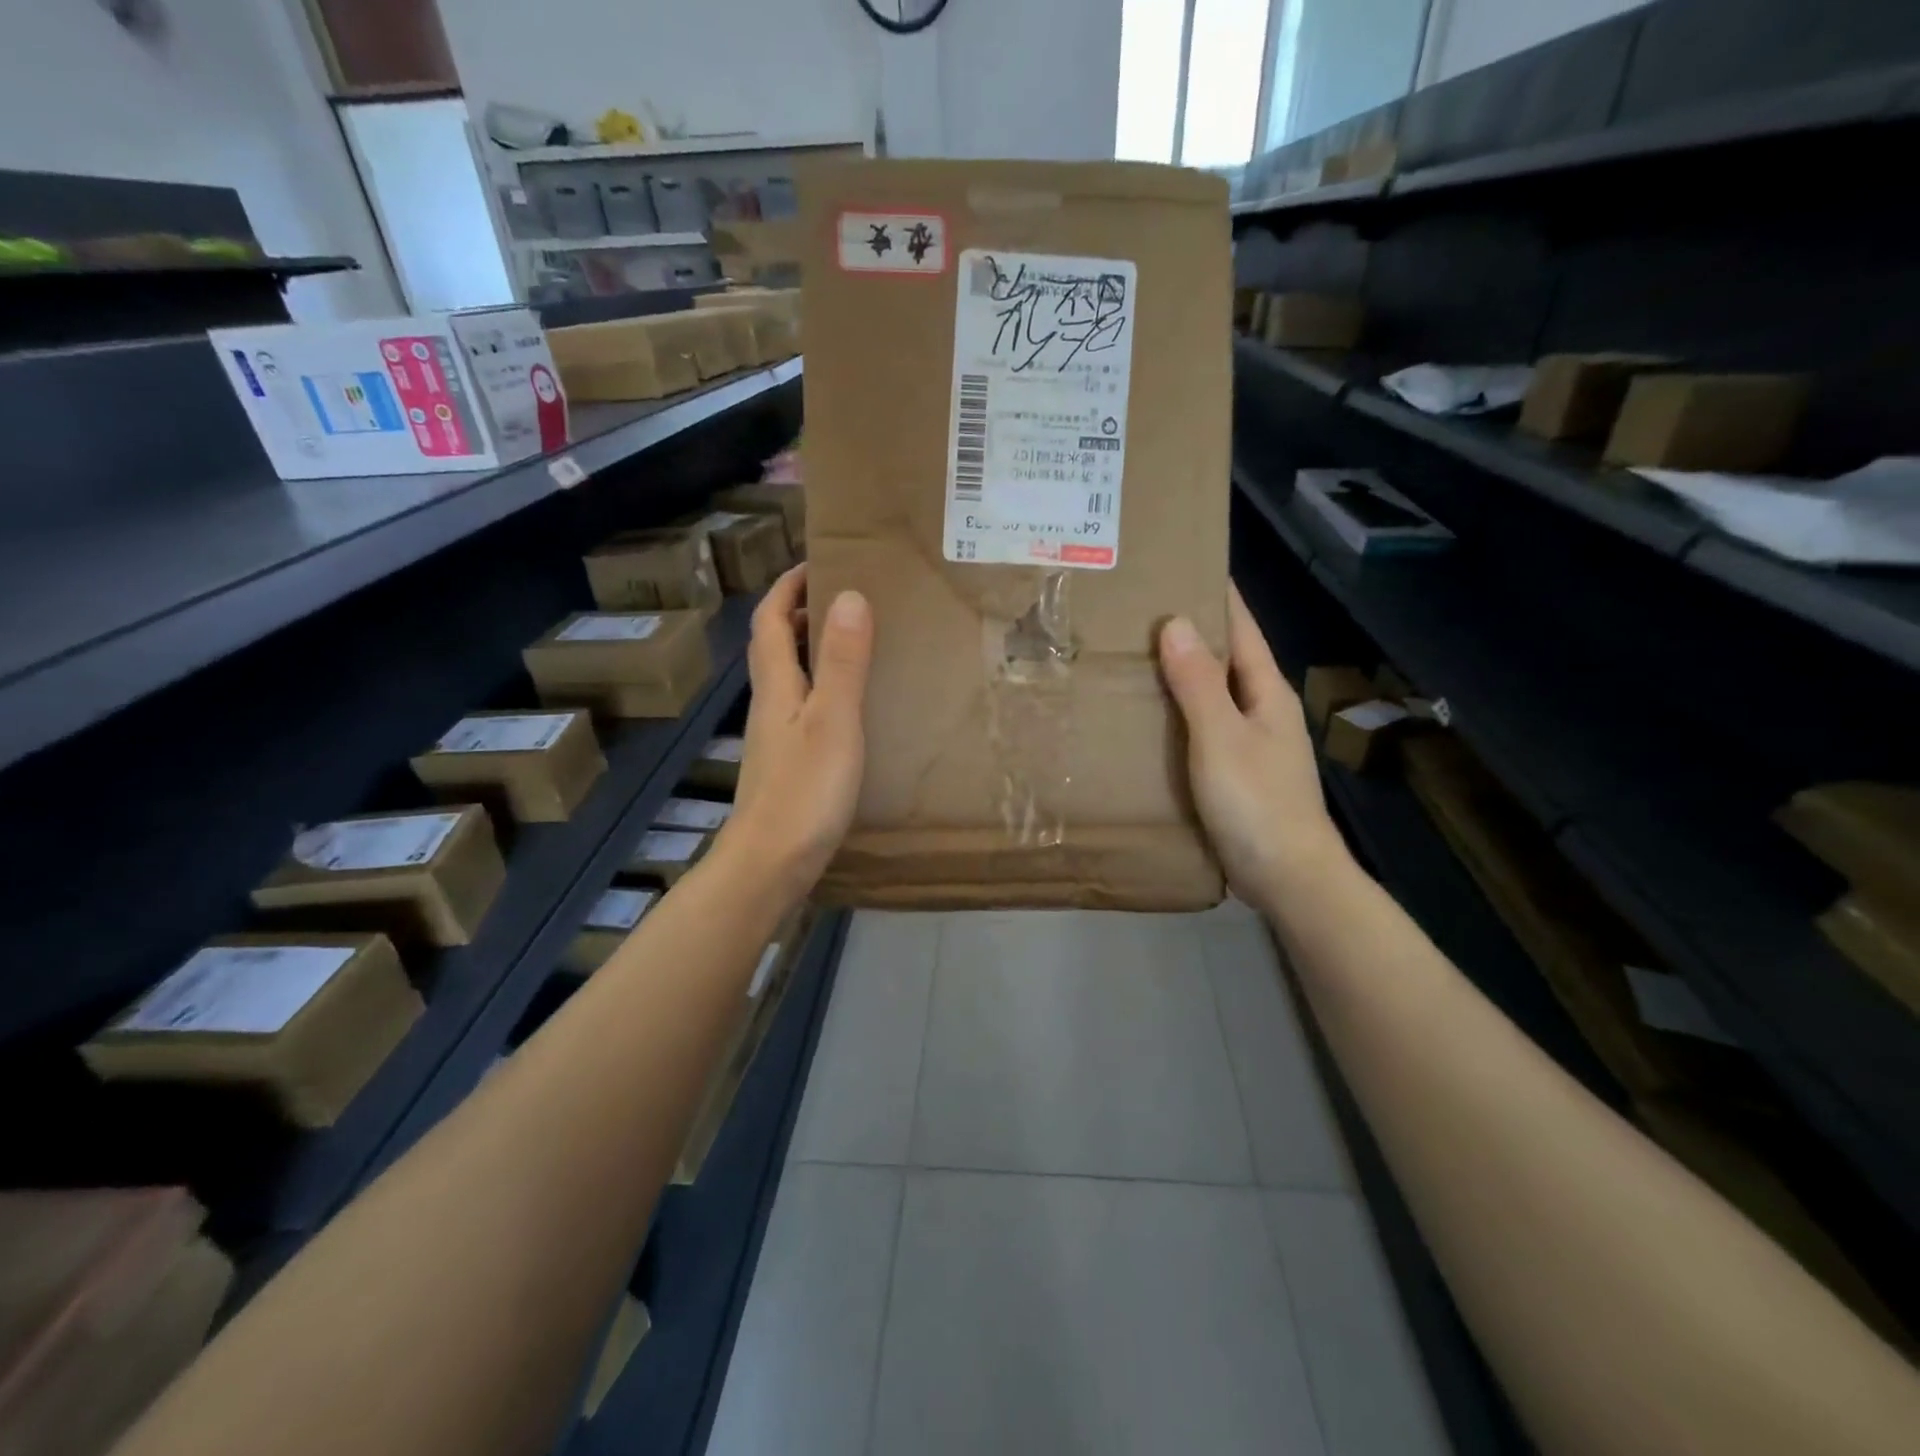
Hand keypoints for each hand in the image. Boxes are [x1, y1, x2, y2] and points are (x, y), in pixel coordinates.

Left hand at [721, 565, 872, 903]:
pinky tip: (850, 707)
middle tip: (846, 598)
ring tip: (855, 643)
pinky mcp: (787, 764)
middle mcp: (770, 705)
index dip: (787, 587)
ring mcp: (776, 738)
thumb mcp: (834, 720)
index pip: (769, 620)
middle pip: (774, 646)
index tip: (818, 563)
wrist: (771, 864)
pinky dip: (822, 689)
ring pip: (788, 678)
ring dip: (812, 651)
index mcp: (776, 686)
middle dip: (800, 613)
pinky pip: (803, 708)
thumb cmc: (804, 791)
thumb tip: (850, 596)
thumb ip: (843, 662)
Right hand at [1158, 583, 1349, 914]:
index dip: (1218, 596)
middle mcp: (1262, 711)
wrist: (1287, 877)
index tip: (1185, 564)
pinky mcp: (1236, 774)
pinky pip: (1202, 728)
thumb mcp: (1221, 737)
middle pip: (1226, 658)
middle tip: (1141, 610)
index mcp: (1265, 692)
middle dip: (1191, 631)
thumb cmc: (1256, 802)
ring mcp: (1251, 744)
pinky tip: (1149, 717)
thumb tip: (1175, 622)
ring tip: (1134, 656)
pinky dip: (1178, 713)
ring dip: (1181, 673)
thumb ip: (1198, 683)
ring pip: (1212, 694)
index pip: (1240, 628)